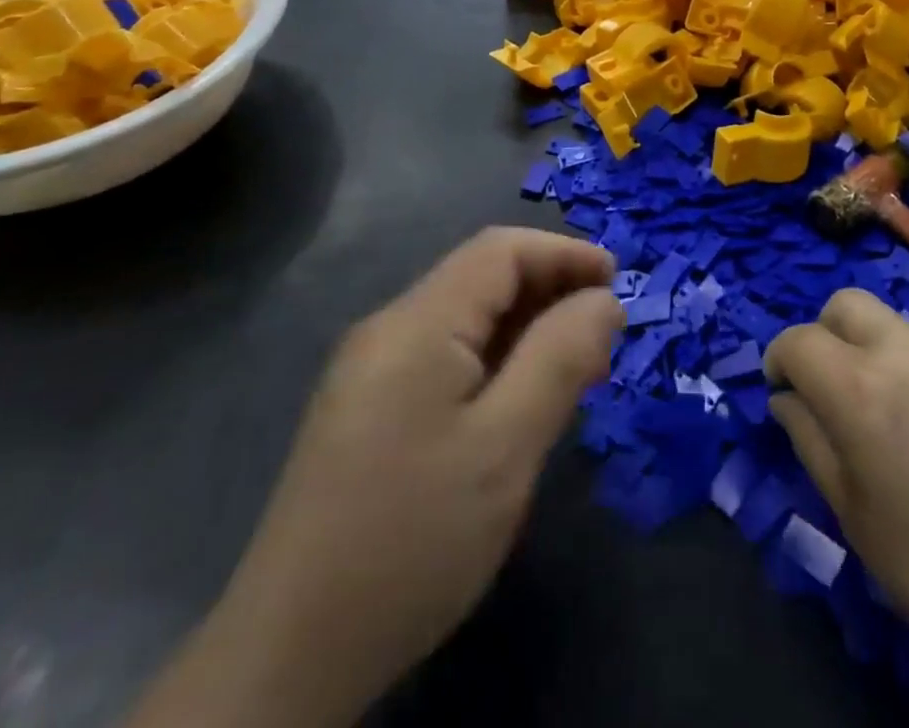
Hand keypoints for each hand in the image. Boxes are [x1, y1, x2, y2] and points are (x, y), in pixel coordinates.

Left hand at [125, 228, 622, 727]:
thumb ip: (561, 359)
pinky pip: (443, 357)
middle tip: (603, 339)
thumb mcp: (505, 447)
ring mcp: (370, 370)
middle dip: (549, 292)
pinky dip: (493, 360)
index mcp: (417, 323)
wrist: (289, 657)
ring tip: (574, 370)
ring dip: (524, 329)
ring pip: (464, 320)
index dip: (564, 253)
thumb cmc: (412, 540)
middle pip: (481, 279)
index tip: (618, 283)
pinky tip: (518, 402)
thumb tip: (605, 300)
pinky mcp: (366, 409)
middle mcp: (388, 330)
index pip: (501, 251)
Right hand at [764, 292, 908, 727]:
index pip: (798, 341)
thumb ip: (810, 443)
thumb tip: (787, 400)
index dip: (780, 360)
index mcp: (861, 390)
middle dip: (826, 333)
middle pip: (846, 303)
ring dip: (880, 355)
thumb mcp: (855, 517)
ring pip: (897, 327)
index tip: (784, 389)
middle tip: (835, 385)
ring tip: (905, 419)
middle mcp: (907, 352)